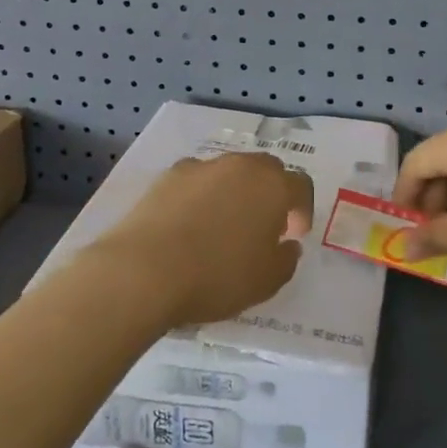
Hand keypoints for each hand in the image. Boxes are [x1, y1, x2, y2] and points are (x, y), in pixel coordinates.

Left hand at [101, 152, 313, 327]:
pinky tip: (188, 225)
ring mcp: (201, 167)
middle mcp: (240, 166)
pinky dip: (199, 197)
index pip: (301, 186)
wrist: (144, 270)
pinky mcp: (167, 176)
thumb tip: (287, 245)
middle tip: (262, 227)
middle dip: (270, 193)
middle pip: (266, 170)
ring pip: (229, 172)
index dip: (302, 210)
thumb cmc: (217, 276)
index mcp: (272, 186)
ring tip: (221, 227)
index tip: (292, 236)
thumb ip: (286, 259)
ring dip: (234, 193)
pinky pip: (196, 182)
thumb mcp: (267, 281)